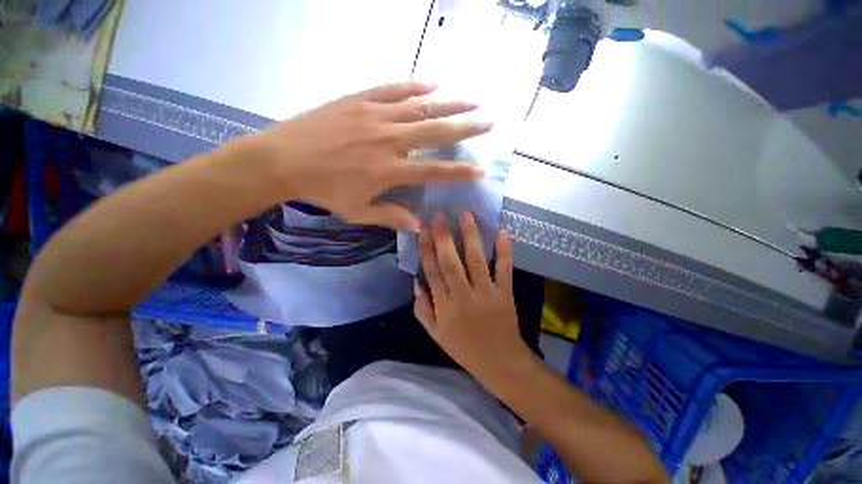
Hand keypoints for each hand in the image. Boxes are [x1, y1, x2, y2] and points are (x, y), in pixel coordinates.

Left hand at [244, 81, 490, 230]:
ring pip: (420, 107)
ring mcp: (375, 116)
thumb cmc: (324, 190)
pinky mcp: (360, 100)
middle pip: (435, 132)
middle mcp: (389, 140)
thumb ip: (391, 217)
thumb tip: (419, 227)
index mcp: (389, 170)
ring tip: (472, 100)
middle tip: (489, 122)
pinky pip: (393, 90)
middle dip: (466, 128)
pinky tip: (433, 84)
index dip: (459, 172)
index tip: (480, 170)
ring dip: (449, 103)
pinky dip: (415, 86)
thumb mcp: (358, 212)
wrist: (284, 159)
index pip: (434, 170)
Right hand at [414, 212, 532, 378]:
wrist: (500, 362)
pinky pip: (505, 270)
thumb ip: (422, 308)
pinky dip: (505, 251)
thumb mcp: (435, 334)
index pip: (432, 273)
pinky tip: (502, 232)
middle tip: (439, 216)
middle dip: (443, 238)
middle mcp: (464, 297)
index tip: (423, 230)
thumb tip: (416, 281)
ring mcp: (487, 293)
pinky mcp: (505, 293)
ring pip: (476, 261)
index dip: (426, 250)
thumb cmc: (464, 348)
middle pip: (451, 264)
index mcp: (445, 308)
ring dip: (471, 237)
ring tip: (466, 215)